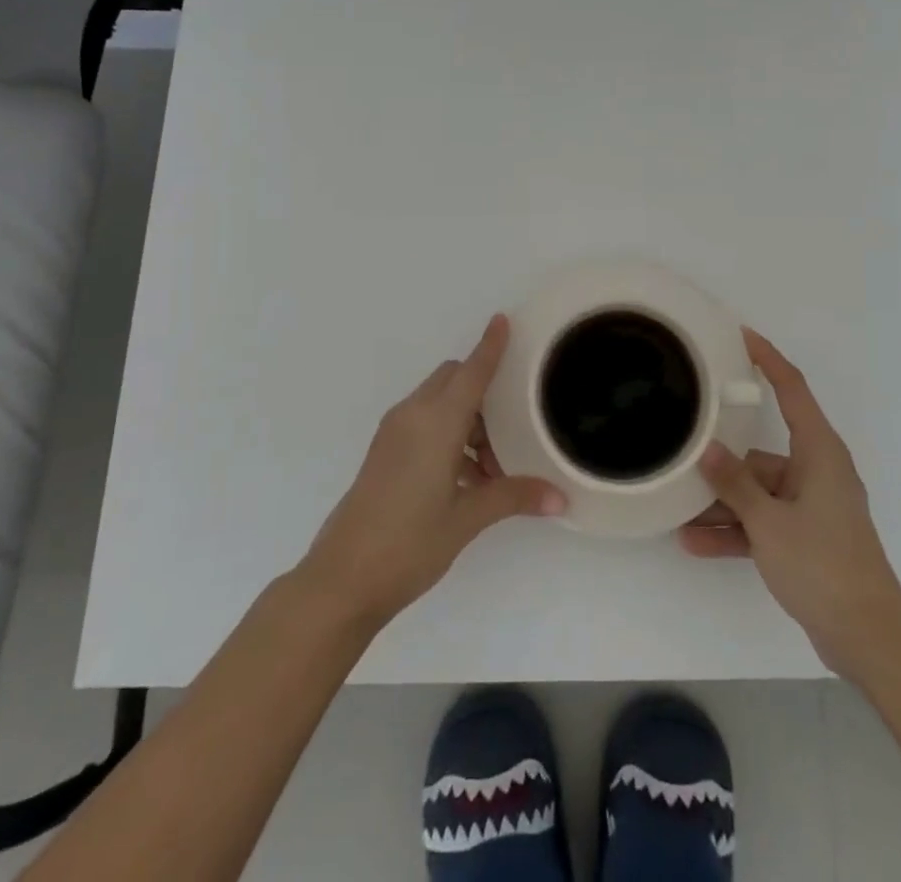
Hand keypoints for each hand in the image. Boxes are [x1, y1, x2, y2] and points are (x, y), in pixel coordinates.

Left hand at [297, 315, 565, 630]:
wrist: (341, 580)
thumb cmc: (408, 543)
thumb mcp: (467, 519)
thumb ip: (513, 497)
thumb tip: (559, 498)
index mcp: (435, 422)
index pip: (471, 372)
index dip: (489, 346)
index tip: (503, 319)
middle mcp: (413, 416)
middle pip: (453, 380)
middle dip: (484, 391)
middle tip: (513, 427)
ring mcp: (394, 433)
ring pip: (439, 403)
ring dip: (468, 420)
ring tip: (493, 468)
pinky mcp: (384, 452)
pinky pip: (424, 424)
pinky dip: (449, 435)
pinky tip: (467, 479)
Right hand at [680, 328, 900, 681]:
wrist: (869, 639)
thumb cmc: (823, 565)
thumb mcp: (769, 522)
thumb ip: (734, 483)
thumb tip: (706, 448)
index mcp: (819, 452)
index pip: (792, 389)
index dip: (767, 359)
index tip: (741, 336)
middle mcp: (816, 471)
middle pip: (762, 451)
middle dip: (724, 459)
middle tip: (684, 445)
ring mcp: (812, 506)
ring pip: (758, 491)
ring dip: (724, 504)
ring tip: (679, 511)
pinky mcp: (806, 537)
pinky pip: (763, 521)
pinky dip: (737, 530)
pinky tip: (696, 542)